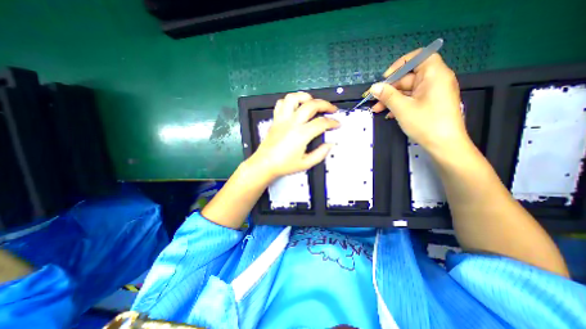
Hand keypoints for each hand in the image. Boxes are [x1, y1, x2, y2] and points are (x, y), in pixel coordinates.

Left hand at [246, 91, 338, 180]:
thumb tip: (330, 144)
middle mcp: (292, 123)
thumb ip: (320, 153)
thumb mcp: (306, 163)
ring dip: (306, 97)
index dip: (332, 122)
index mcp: (301, 134)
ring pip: (293, 98)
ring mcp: (282, 119)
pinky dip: (290, 101)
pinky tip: (296, 107)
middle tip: (332, 109)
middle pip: (311, 105)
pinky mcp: (275, 119)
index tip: (337, 124)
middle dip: (325, 105)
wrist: (264, 164)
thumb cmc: (284, 165)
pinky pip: (281, 104)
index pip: (321, 123)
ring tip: (313, 102)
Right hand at [370, 50, 469, 153]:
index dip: (400, 64)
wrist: (444, 145)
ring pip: (407, 91)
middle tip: (374, 99)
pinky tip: (388, 114)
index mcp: (434, 75)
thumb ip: (387, 95)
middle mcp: (435, 81)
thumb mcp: (403, 108)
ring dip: (391, 99)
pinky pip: (411, 99)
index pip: (419, 58)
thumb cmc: (426, 123)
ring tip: (376, 109)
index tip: (385, 77)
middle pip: (409, 77)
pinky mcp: (429, 104)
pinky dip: (399, 105)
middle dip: (389, 89)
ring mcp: (432, 94)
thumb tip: (374, 87)